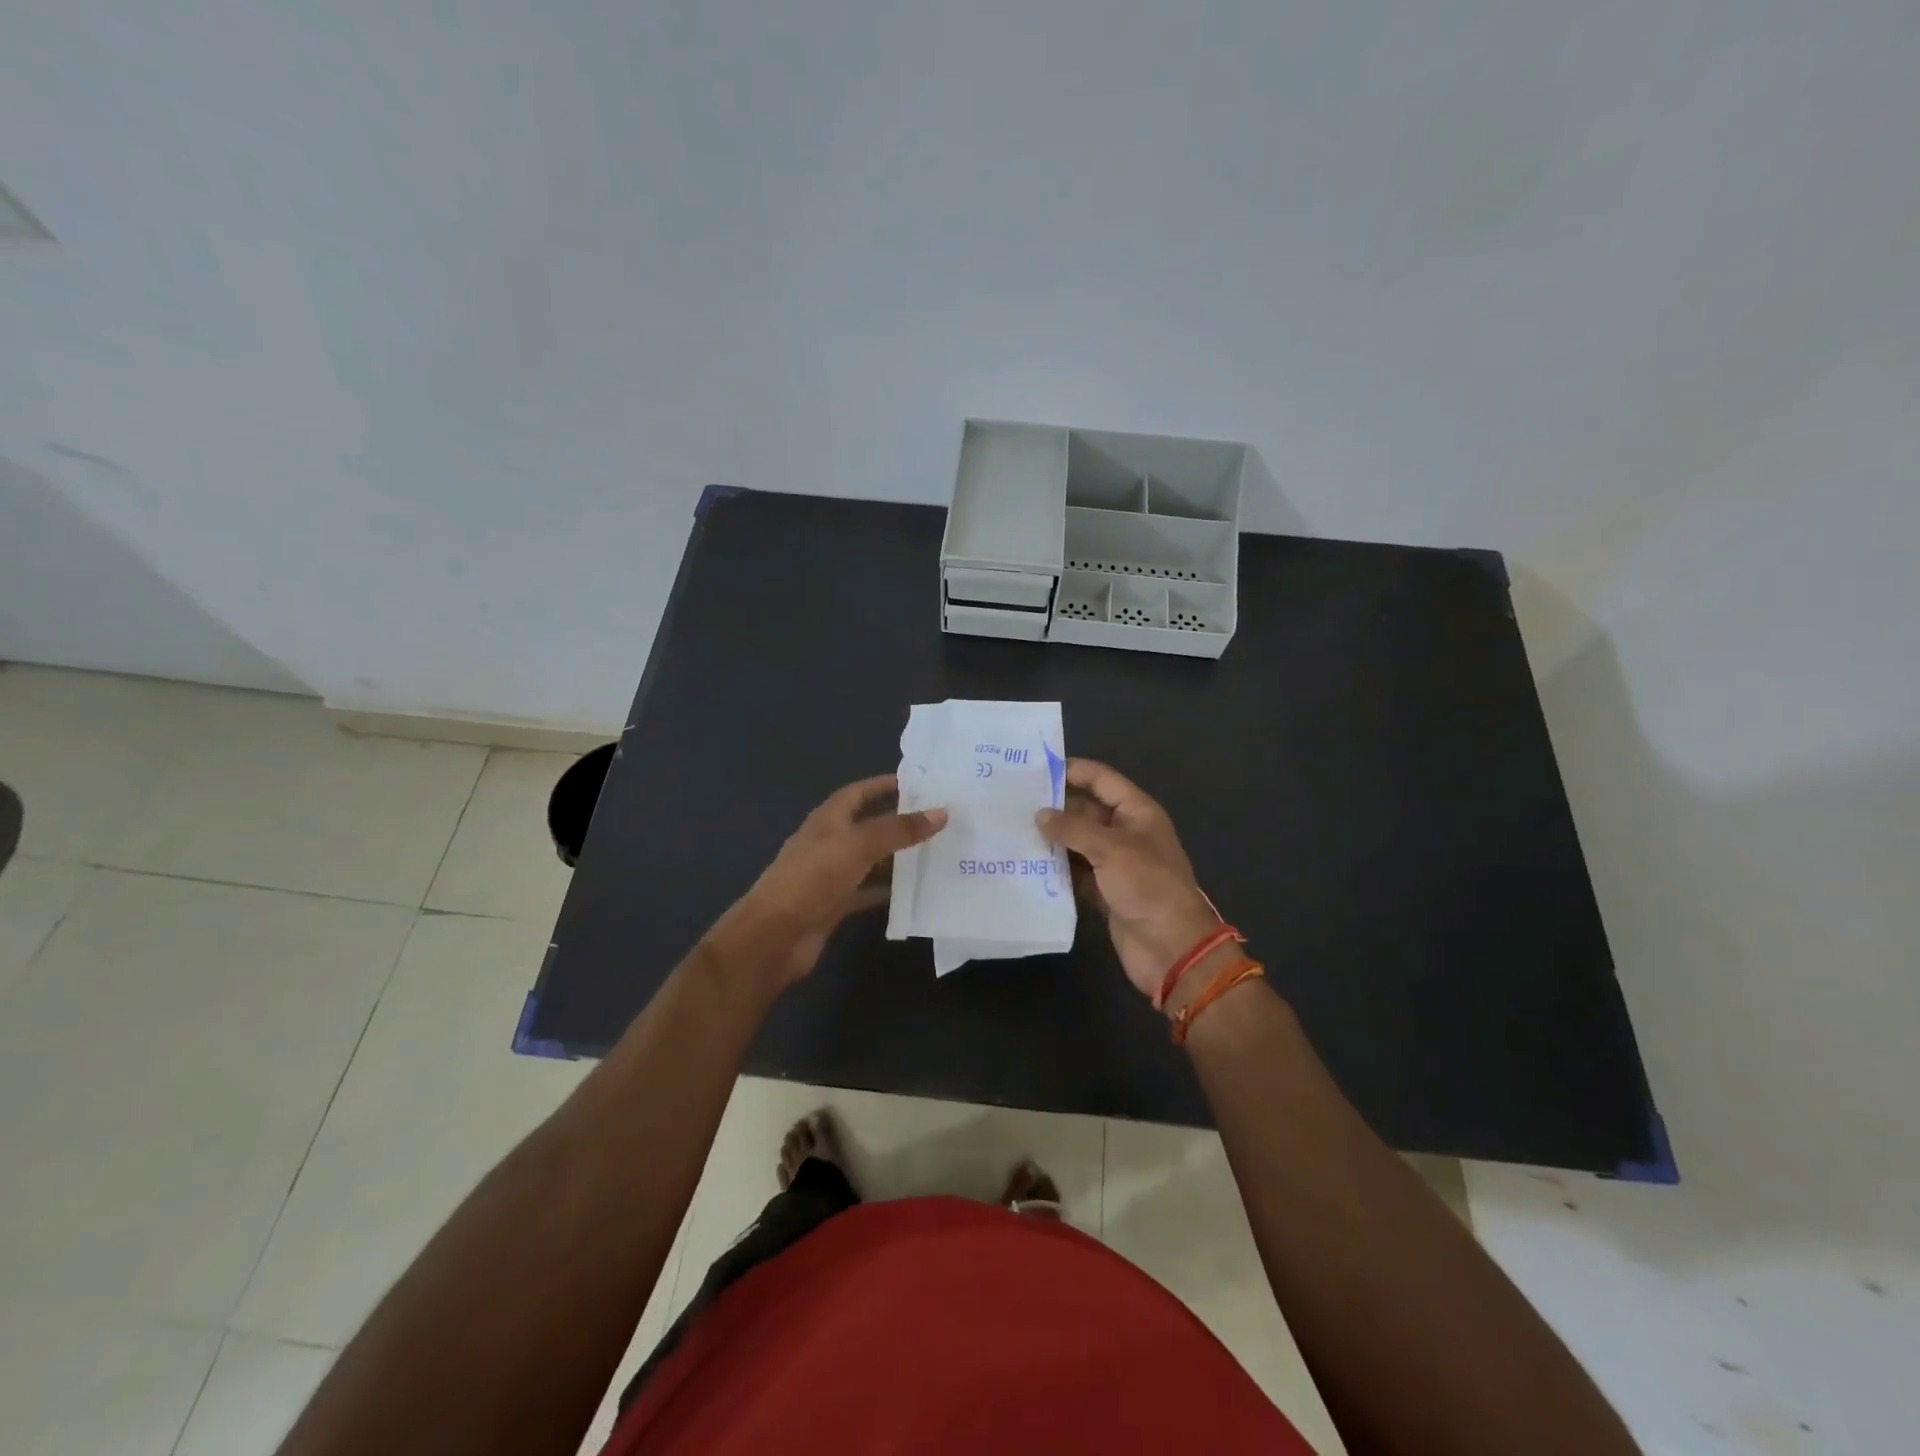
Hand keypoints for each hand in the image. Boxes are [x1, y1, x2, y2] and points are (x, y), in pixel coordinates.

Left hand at [709, 775, 946, 985]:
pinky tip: (916, 891)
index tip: (917, 784)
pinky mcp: (835, 905)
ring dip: (897, 858)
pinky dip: (888, 890)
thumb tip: (941, 813)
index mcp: (827, 820)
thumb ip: (898, 830)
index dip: (883, 786)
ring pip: (871, 860)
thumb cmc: (813, 878)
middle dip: (898, 822)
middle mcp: (829, 844)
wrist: (775, 936)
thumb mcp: (858, 846)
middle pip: (868, 826)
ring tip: (936, 853)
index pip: (857, 793)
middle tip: (938, 820)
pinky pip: (868, 891)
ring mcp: (831, 876)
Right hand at [1036, 759, 1219, 998]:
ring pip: (1077, 842)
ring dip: (1051, 838)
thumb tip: (1039, 815)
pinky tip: (1027, 863)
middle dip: (1055, 806)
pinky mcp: (1104, 891)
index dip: (1073, 771)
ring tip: (1012, 830)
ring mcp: (1114, 864)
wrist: (1171, 948)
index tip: (1036, 769)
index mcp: (1137, 813)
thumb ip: (1073, 828)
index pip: (1102, 780)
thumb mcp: (1111, 849)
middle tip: (1014, 802)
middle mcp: (1125, 833)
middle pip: (1086, 810)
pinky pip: (1075, 872)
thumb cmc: (1148, 886)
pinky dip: (1056, 868)